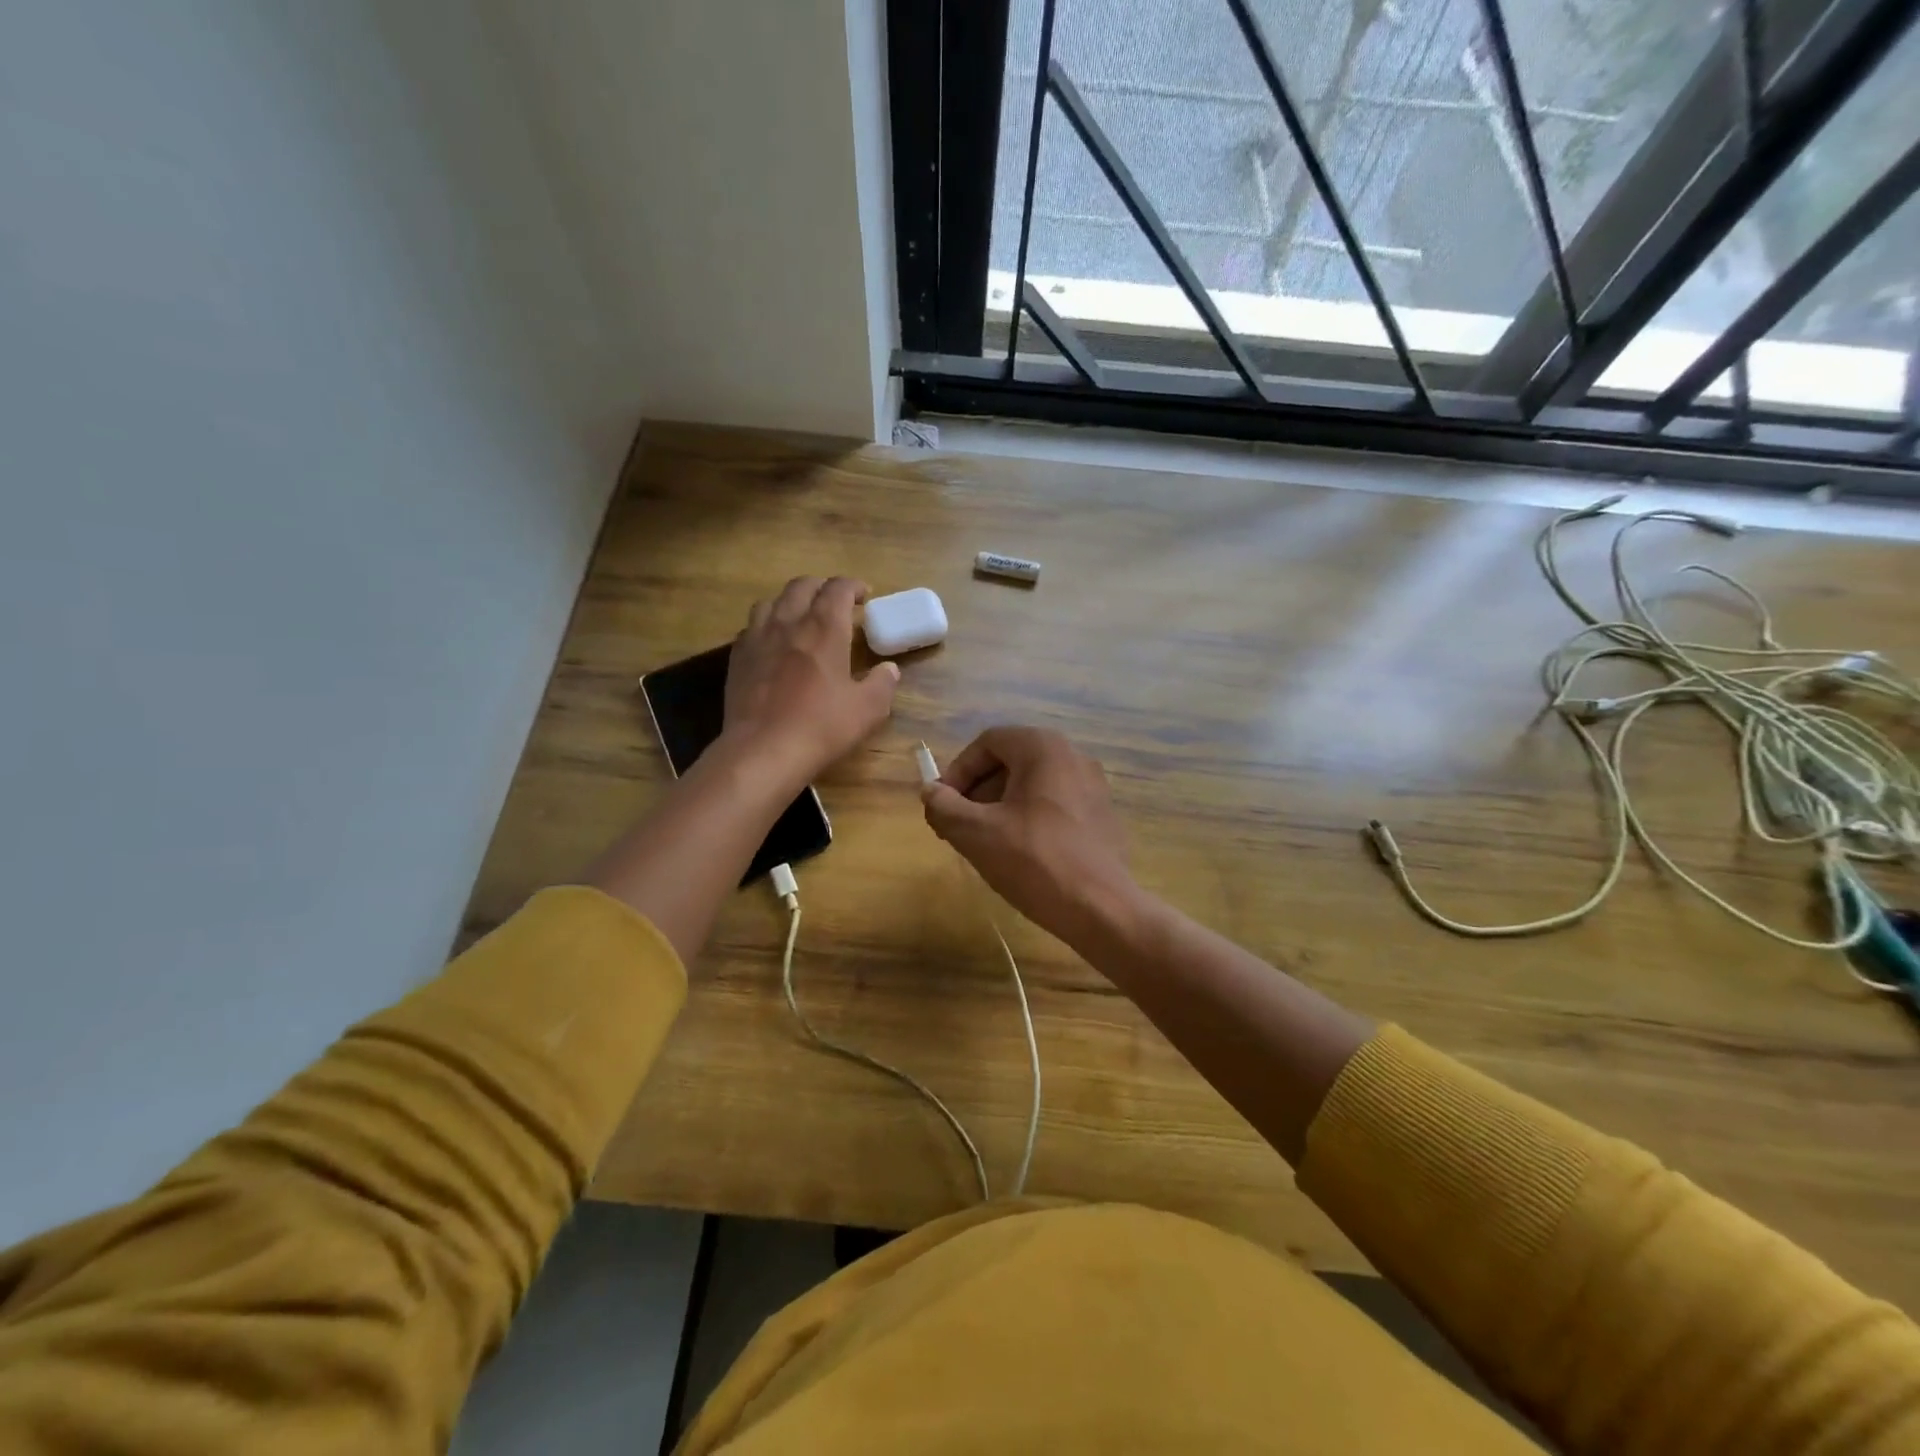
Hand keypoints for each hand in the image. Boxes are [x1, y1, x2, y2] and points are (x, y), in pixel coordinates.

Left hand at [723, 576, 898, 784]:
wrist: (763, 751)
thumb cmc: (821, 726)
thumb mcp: (868, 709)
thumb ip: (882, 684)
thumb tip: (889, 669)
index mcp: (824, 628)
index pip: (838, 588)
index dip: (853, 586)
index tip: (864, 596)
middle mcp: (789, 622)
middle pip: (802, 586)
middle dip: (822, 587)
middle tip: (835, 603)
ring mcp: (757, 638)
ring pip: (772, 601)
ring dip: (791, 602)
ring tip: (801, 618)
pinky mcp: (737, 658)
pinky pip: (751, 627)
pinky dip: (767, 626)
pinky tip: (773, 644)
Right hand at [921, 727, 1137, 945]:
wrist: (1102, 910)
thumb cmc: (1035, 861)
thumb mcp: (976, 834)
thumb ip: (944, 807)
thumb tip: (929, 792)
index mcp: (1043, 748)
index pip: (987, 743)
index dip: (957, 772)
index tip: (942, 807)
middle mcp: (1073, 756)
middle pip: (1010, 762)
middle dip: (977, 792)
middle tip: (959, 828)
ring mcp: (1093, 786)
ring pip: (1031, 785)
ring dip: (1000, 807)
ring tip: (985, 844)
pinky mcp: (1102, 815)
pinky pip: (1054, 805)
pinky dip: (1028, 819)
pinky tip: (1020, 855)